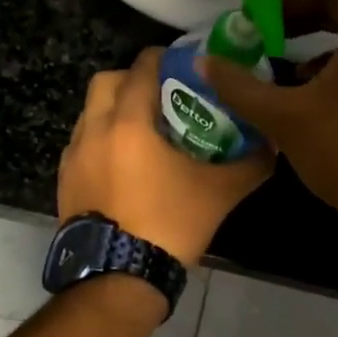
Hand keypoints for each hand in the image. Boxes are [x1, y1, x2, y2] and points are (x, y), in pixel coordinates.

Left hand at [58, 48, 273, 267]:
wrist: (117, 278)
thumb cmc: (168, 225)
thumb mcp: (218, 193)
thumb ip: (250, 164)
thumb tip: (274, 144)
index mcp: (128, 124)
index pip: (141, 69)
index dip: (162, 58)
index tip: (181, 63)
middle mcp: (94, 131)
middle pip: (106, 82)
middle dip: (131, 79)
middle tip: (160, 95)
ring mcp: (73, 157)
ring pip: (89, 113)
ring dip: (113, 110)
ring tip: (143, 131)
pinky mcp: (64, 182)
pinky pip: (81, 144)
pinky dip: (100, 140)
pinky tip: (123, 164)